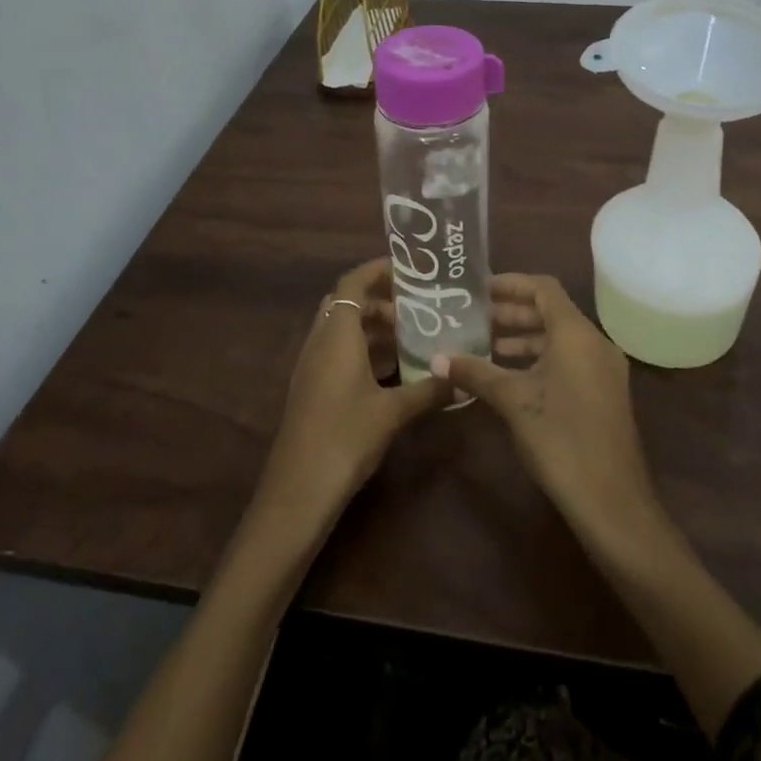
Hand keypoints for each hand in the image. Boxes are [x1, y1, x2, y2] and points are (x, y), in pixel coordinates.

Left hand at [253, 259, 452, 535]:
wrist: (297, 491)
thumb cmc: (344, 437)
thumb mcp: (392, 412)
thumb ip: (429, 390)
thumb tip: (464, 378)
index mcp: (336, 334)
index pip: (352, 283)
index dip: (378, 270)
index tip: (411, 270)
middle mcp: (320, 342)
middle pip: (348, 304)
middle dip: (381, 300)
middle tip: (419, 306)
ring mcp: (313, 366)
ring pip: (343, 330)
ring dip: (374, 327)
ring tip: (414, 334)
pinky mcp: (313, 388)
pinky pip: (340, 352)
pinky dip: (365, 350)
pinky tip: (395, 369)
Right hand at [434, 274, 661, 550]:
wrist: (612, 501)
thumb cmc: (560, 438)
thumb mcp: (513, 401)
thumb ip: (476, 373)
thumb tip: (437, 358)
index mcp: (576, 333)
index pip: (543, 288)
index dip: (511, 283)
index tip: (478, 289)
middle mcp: (594, 342)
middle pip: (551, 312)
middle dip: (512, 313)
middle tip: (474, 319)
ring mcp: (603, 369)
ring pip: (560, 339)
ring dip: (524, 338)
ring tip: (485, 347)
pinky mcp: (604, 394)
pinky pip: (569, 360)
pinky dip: (539, 360)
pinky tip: (510, 378)